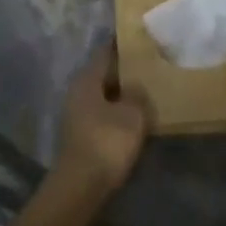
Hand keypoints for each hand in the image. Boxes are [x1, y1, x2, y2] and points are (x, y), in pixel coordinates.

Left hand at [54, 44, 149, 195]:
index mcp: (87, 78)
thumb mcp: (132, 115)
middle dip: (124, 72)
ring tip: (145, 93)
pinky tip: (132, 119)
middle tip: (148, 67)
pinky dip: (116, 113)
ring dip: (121, 95)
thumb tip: (136, 87)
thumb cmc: (107, 141)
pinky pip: (102, 114)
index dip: (123, 45)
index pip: (106, 52)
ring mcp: (76, 113)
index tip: (140, 40)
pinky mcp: (81, 134)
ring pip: (103, 95)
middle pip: (104, 74)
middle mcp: (78, 90)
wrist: (81, 185)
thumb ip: (137, 95)